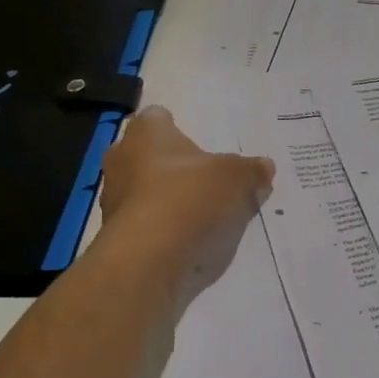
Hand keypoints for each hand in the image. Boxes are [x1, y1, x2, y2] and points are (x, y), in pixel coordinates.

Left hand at [98, 106, 275, 307]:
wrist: (148, 260)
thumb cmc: (189, 198)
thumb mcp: (237, 179)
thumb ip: (252, 170)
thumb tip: (264, 167)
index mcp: (146, 133)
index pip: (157, 117)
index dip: (177, 127)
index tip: (199, 145)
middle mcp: (121, 158)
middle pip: (149, 155)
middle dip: (174, 166)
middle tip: (206, 179)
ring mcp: (114, 199)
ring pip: (145, 190)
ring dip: (168, 199)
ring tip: (203, 214)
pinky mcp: (117, 235)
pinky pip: (146, 223)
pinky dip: (164, 228)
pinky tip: (189, 240)